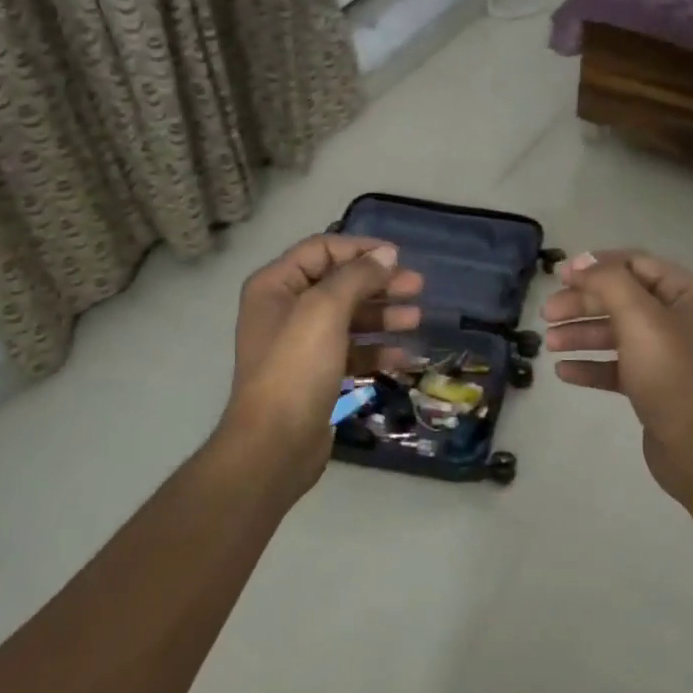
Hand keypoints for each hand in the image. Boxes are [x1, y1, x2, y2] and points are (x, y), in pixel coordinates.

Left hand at [221, 235, 423, 498]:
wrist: (275, 444)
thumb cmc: (296, 368)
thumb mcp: (325, 310)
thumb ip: (357, 276)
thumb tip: (387, 255)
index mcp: (276, 286)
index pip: (322, 250)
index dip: (361, 249)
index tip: (399, 257)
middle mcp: (285, 310)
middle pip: (340, 284)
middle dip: (379, 284)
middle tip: (418, 288)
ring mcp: (301, 345)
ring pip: (349, 319)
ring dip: (383, 317)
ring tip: (416, 321)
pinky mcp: (318, 375)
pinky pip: (351, 352)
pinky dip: (376, 351)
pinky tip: (403, 357)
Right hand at [543, 250, 692, 511]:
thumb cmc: (672, 375)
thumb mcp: (640, 319)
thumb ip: (609, 283)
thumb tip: (582, 263)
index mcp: (689, 293)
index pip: (635, 264)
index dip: (595, 267)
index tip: (558, 277)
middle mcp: (682, 317)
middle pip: (622, 298)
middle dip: (582, 304)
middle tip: (546, 314)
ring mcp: (669, 353)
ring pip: (617, 332)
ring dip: (581, 334)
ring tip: (549, 344)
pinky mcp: (655, 385)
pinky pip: (618, 366)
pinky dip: (592, 365)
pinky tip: (564, 371)